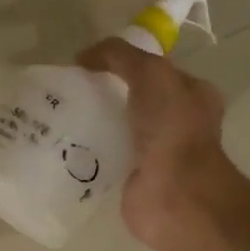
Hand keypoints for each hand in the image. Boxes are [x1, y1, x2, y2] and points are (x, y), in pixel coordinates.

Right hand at [78, 39, 249, 250]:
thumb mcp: (151, 73)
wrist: (174, 195)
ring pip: (117, 126)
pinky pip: (105, 156)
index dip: (123, 61)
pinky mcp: (133, 177)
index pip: (154, 68)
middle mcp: (177, 121)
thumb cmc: (172, 129)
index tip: (88, 62)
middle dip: (103, 91)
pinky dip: (87, 150)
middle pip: (132, 97)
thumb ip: (120, 55)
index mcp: (192, 94)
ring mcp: (155, 152)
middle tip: (68, 88)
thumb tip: (84, 57)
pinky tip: (62, 143)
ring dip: (92, 121)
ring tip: (57, 113)